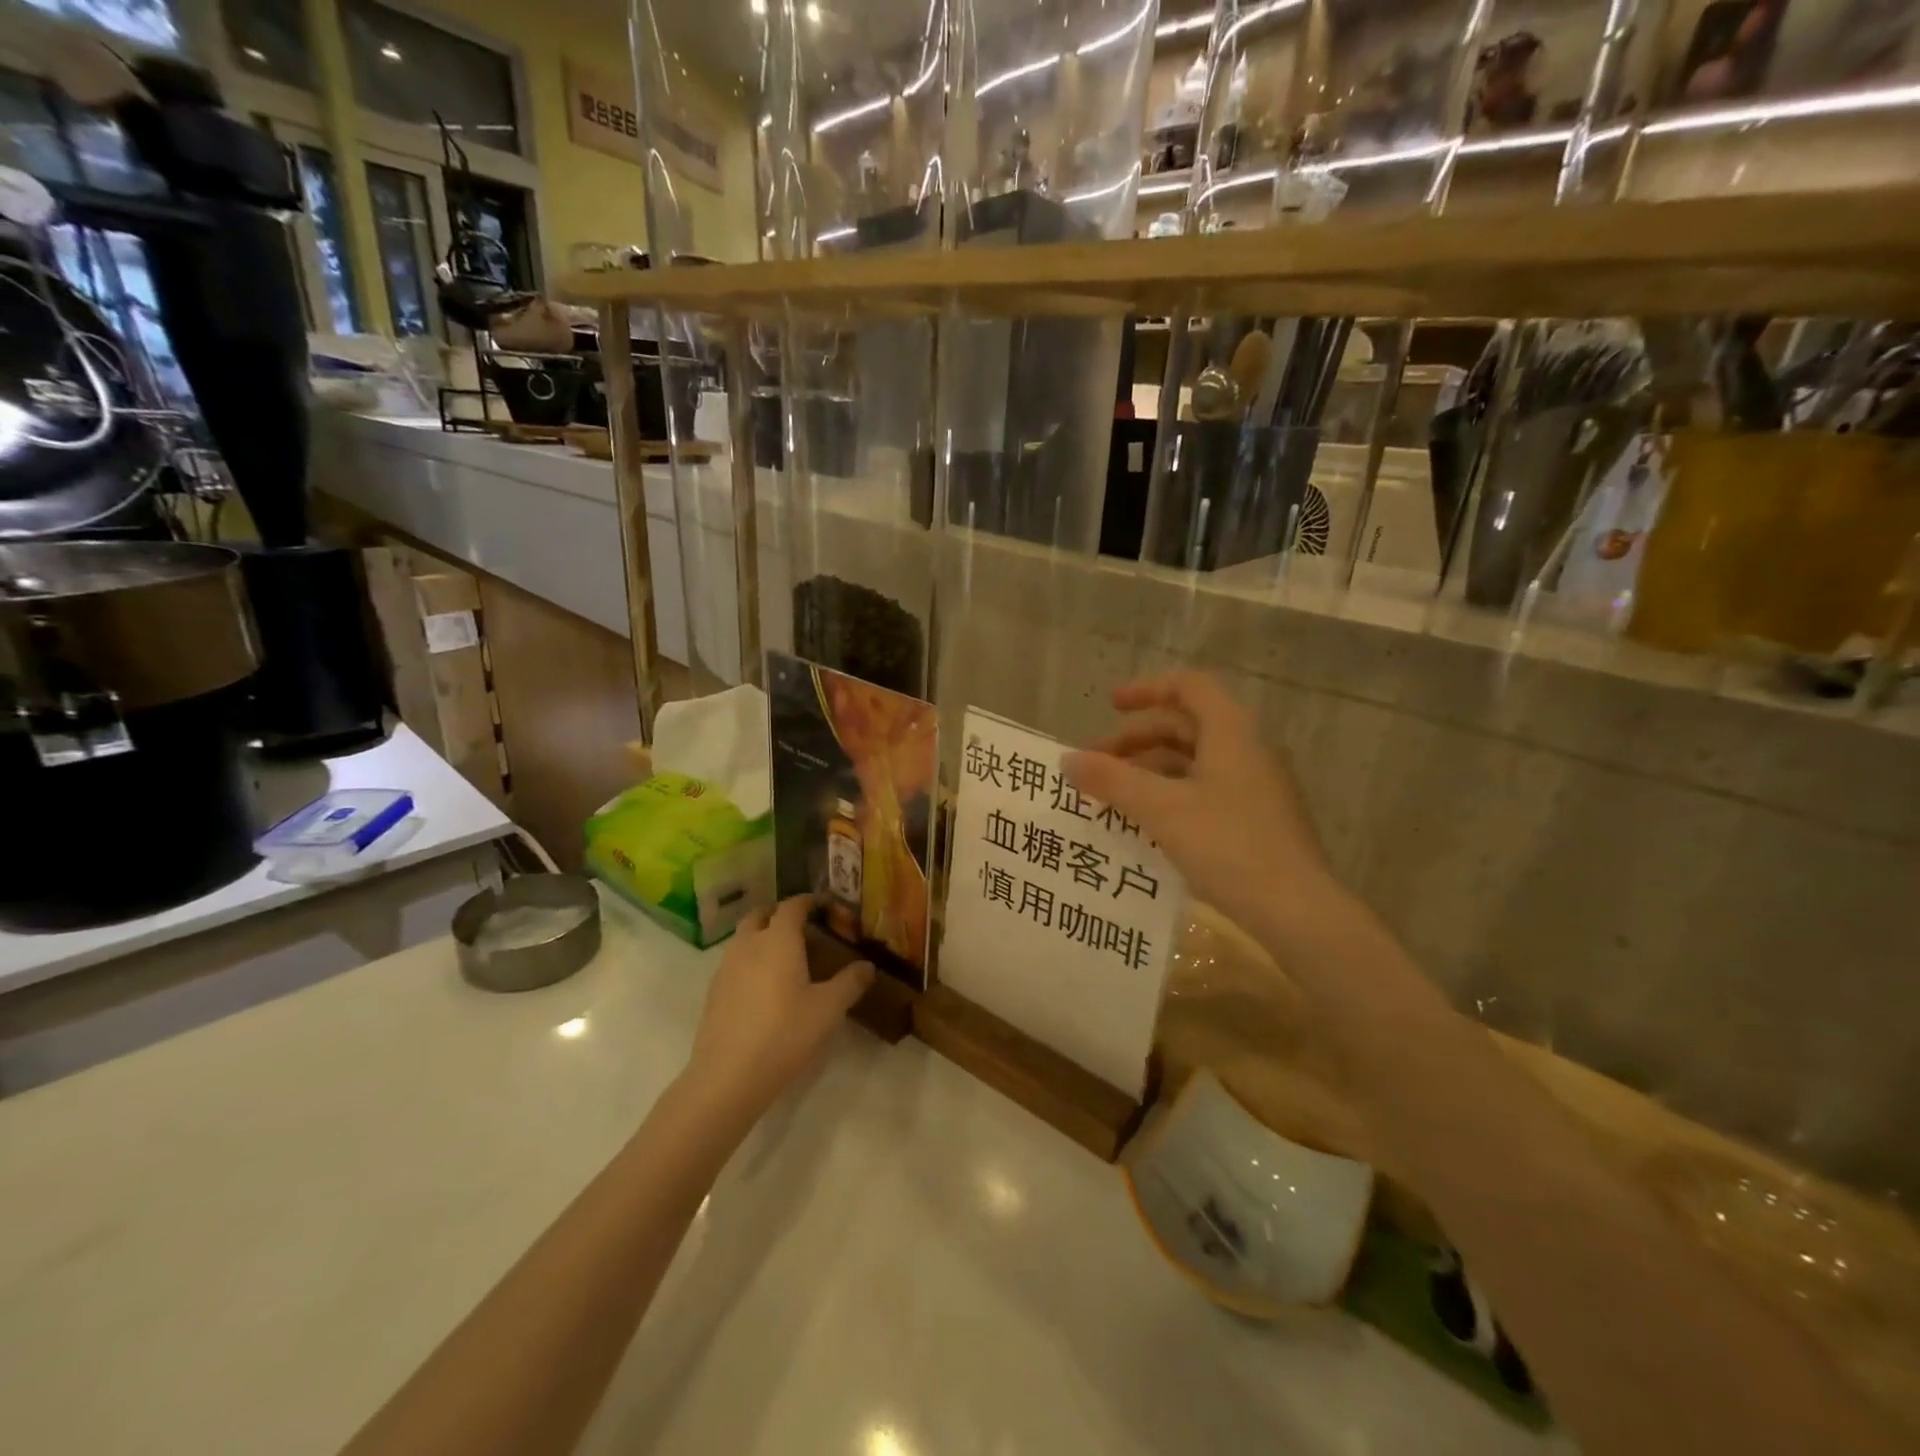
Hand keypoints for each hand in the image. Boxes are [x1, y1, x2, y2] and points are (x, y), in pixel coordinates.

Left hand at [683, 896, 873, 1121]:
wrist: (728, 1076)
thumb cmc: (784, 1034)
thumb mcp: (828, 1009)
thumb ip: (850, 982)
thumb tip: (867, 966)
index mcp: (778, 940)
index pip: (792, 906)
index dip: (808, 901)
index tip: (823, 905)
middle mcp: (749, 945)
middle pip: (760, 915)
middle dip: (779, 914)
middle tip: (801, 927)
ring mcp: (726, 968)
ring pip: (743, 938)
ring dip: (761, 936)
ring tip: (784, 957)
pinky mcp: (714, 993)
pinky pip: (734, 962)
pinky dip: (749, 961)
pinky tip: (764, 987)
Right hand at [1064, 671, 1340, 944]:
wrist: (1296, 910)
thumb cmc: (1227, 844)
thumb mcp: (1160, 809)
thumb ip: (1111, 780)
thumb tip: (1067, 760)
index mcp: (1230, 732)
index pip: (1188, 687)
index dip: (1146, 689)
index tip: (1109, 706)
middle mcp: (1247, 750)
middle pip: (1185, 727)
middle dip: (1136, 740)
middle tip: (1096, 764)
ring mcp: (1256, 787)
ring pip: (1193, 763)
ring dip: (1149, 772)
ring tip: (1112, 798)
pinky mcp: (1257, 820)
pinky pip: (1205, 792)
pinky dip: (1170, 796)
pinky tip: (1146, 826)